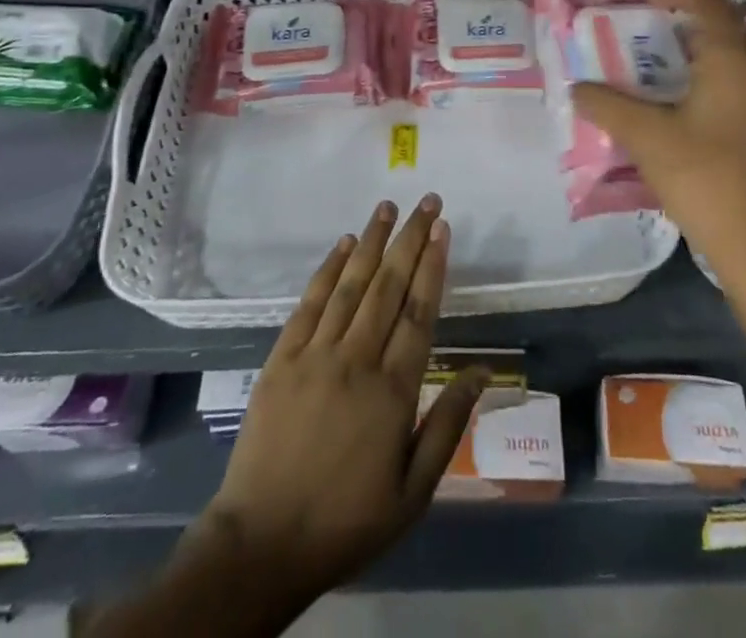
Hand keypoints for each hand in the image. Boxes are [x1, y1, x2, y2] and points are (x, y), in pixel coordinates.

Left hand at [200, 196, 483, 599]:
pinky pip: (309, 302)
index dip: (433, 265)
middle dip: (410, 238)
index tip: (443, 229)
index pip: (419, 312)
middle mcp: (356, 359)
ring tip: (388, 207)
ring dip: (371, 240)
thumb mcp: (413, 491)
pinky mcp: (282, 358)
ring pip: (351, 284)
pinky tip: (342, 244)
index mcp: (393, 391)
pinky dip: (328, 269)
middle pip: (389, 285)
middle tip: (427, 202)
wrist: (263, 543)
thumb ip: (448, 425)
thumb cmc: (347, 521)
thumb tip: (482, 372)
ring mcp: (316, 354)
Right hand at [572, 0, 745, 273]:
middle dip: (706, 26)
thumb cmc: (705, 179)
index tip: (649, 4)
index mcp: (733, 63)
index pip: (710, 4)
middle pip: (741, 30)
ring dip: (726, 60)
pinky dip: (739, 94)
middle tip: (669, 42)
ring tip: (688, 83)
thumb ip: (608, 107)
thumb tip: (577, 88)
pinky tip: (712, 127)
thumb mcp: (646, 139)